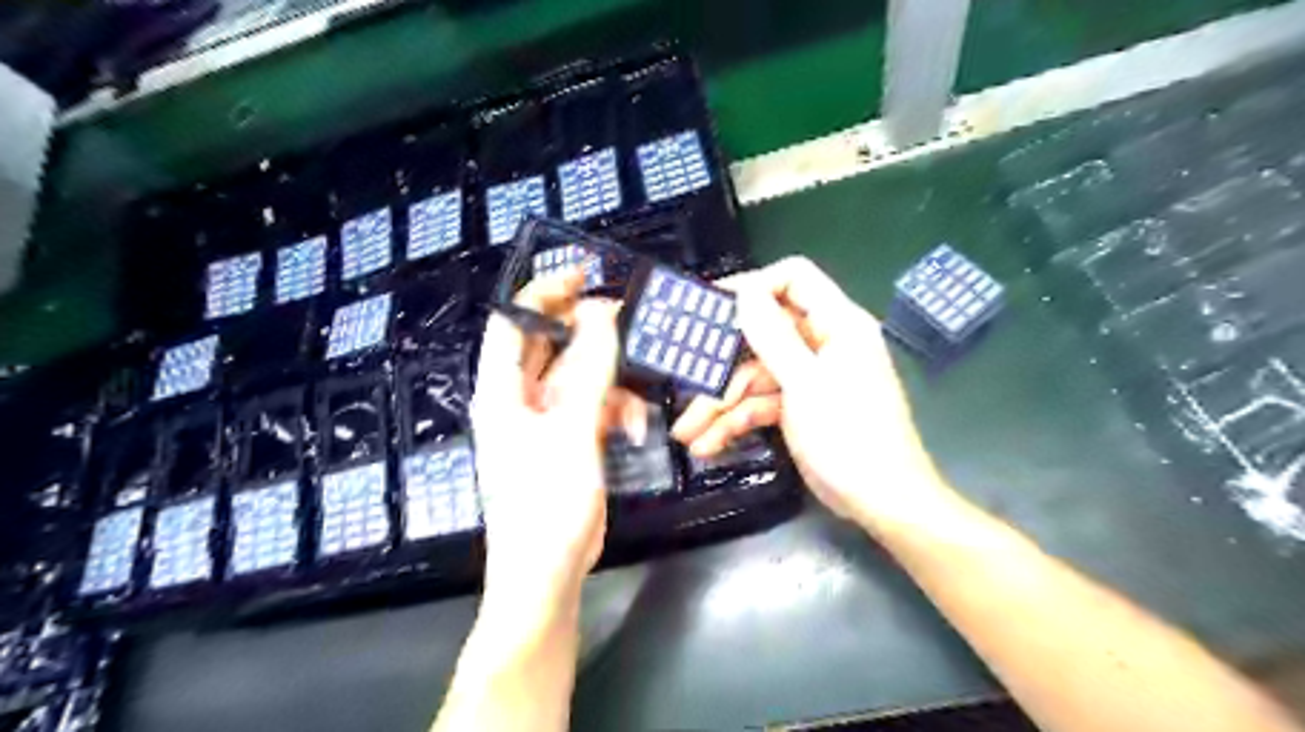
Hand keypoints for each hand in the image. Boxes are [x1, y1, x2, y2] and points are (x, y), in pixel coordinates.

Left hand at [471, 275, 622, 604]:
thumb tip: (603, 314)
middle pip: (549, 344)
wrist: (548, 572)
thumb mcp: (573, 431)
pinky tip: (635, 428)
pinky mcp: (569, 438)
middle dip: (586, 329)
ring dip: (611, 379)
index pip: (512, 323)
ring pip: (579, 375)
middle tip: (623, 317)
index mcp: (501, 390)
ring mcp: (546, 419)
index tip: (582, 274)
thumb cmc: (547, 502)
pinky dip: (616, 410)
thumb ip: (590, 371)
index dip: (542, 292)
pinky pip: (593, 406)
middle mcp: (519, 398)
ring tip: (636, 394)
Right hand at [668, 261, 956, 528]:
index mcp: (836, 324)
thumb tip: (745, 291)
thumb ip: (773, 337)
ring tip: (686, 432)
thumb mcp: (807, 384)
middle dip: (722, 361)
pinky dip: (735, 422)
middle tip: (682, 372)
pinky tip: (707, 444)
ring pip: (754, 376)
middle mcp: (822, 344)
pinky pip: (760, 404)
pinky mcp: (799, 408)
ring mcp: (809, 378)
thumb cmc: (851, 436)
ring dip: (720, 404)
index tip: (711, 305)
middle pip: (763, 334)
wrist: (882, 502)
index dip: (753, 285)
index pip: (794, 279)